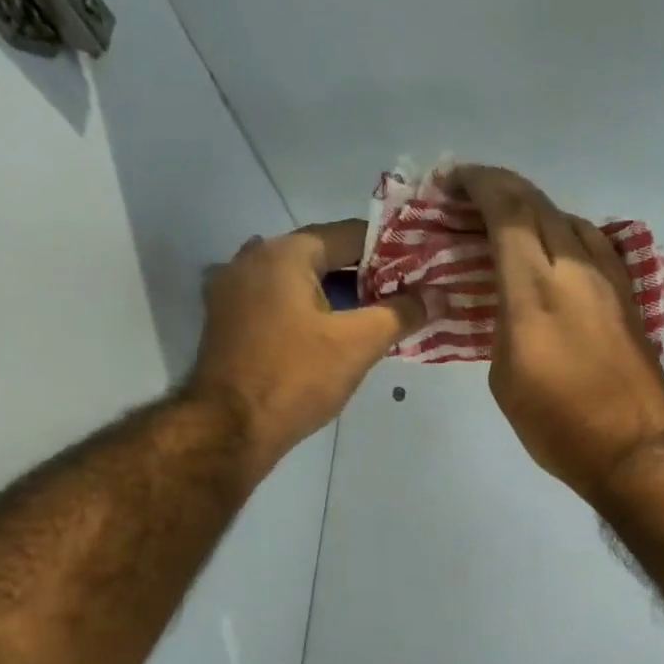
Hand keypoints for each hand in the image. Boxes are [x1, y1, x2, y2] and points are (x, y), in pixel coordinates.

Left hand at [184, 220, 424, 467]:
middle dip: (362, 277)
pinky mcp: (226, 320)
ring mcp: (232, 289)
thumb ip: (400, 314)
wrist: (230, 428)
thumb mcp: (358, 345)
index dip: (388, 251)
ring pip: (297, 282)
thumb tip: (436, 296)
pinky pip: (276, 303)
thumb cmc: (296, 378)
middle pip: (321, 257)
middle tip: (400, 299)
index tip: (417, 270)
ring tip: (368, 320)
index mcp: (284, 253)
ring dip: (333, 296)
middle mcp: (252, 258)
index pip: (349, 235)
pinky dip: (304, 311)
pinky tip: (325, 335)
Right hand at [454, 166, 663, 496]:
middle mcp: (575, 267)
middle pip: (536, 203)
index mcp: (535, 287)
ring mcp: (608, 277)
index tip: (451, 182)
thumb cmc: (557, 424)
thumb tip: (508, 299)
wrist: (632, 448)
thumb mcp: (504, 376)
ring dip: (532, 211)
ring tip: (506, 225)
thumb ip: (500, 321)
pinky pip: (592, 242)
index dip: (476, 184)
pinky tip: (551, 250)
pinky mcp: (628, 293)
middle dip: (498, 189)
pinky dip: (562, 233)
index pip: (506, 209)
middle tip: (468, 198)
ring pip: (567, 218)